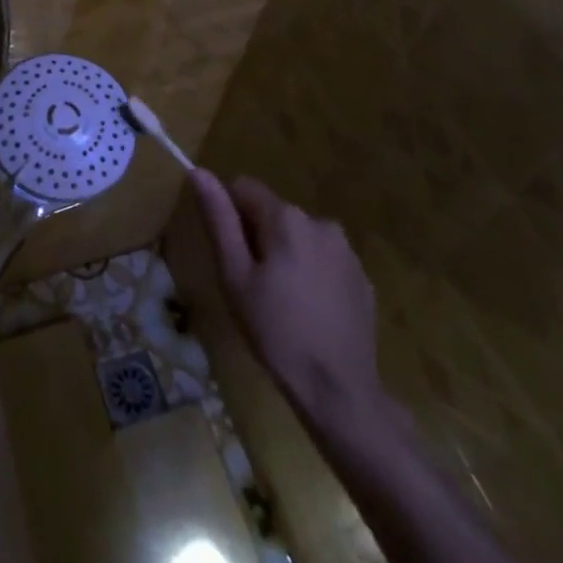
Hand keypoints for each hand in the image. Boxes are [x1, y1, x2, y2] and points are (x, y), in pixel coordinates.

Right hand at [189, 169, 386, 425]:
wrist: (339, 390)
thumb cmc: (275, 330)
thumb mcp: (234, 275)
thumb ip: (219, 219)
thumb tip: (199, 171)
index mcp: (286, 217)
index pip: (244, 188)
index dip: (230, 217)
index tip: (232, 256)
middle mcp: (320, 221)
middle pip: (273, 213)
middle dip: (259, 238)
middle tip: (254, 286)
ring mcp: (346, 250)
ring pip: (299, 236)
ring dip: (286, 254)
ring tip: (282, 302)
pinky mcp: (363, 278)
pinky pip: (324, 260)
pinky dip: (311, 274)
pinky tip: (309, 312)